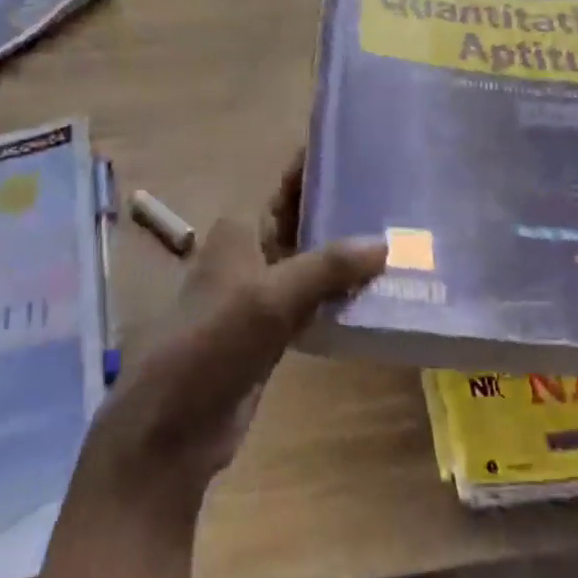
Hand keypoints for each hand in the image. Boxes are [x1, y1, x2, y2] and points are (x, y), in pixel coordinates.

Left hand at [78, 155, 386, 520]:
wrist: (174, 424)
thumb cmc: (213, 343)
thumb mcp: (270, 298)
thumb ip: (327, 268)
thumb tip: (384, 243)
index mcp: (240, 231)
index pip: (288, 187)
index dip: (322, 169)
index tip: (369, 153)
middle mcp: (250, 254)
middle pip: (304, 224)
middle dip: (345, 215)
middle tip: (401, 202)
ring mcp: (261, 296)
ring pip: (312, 265)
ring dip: (347, 260)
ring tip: (402, 242)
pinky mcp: (271, 332)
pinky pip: (314, 304)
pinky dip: (340, 298)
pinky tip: (378, 295)